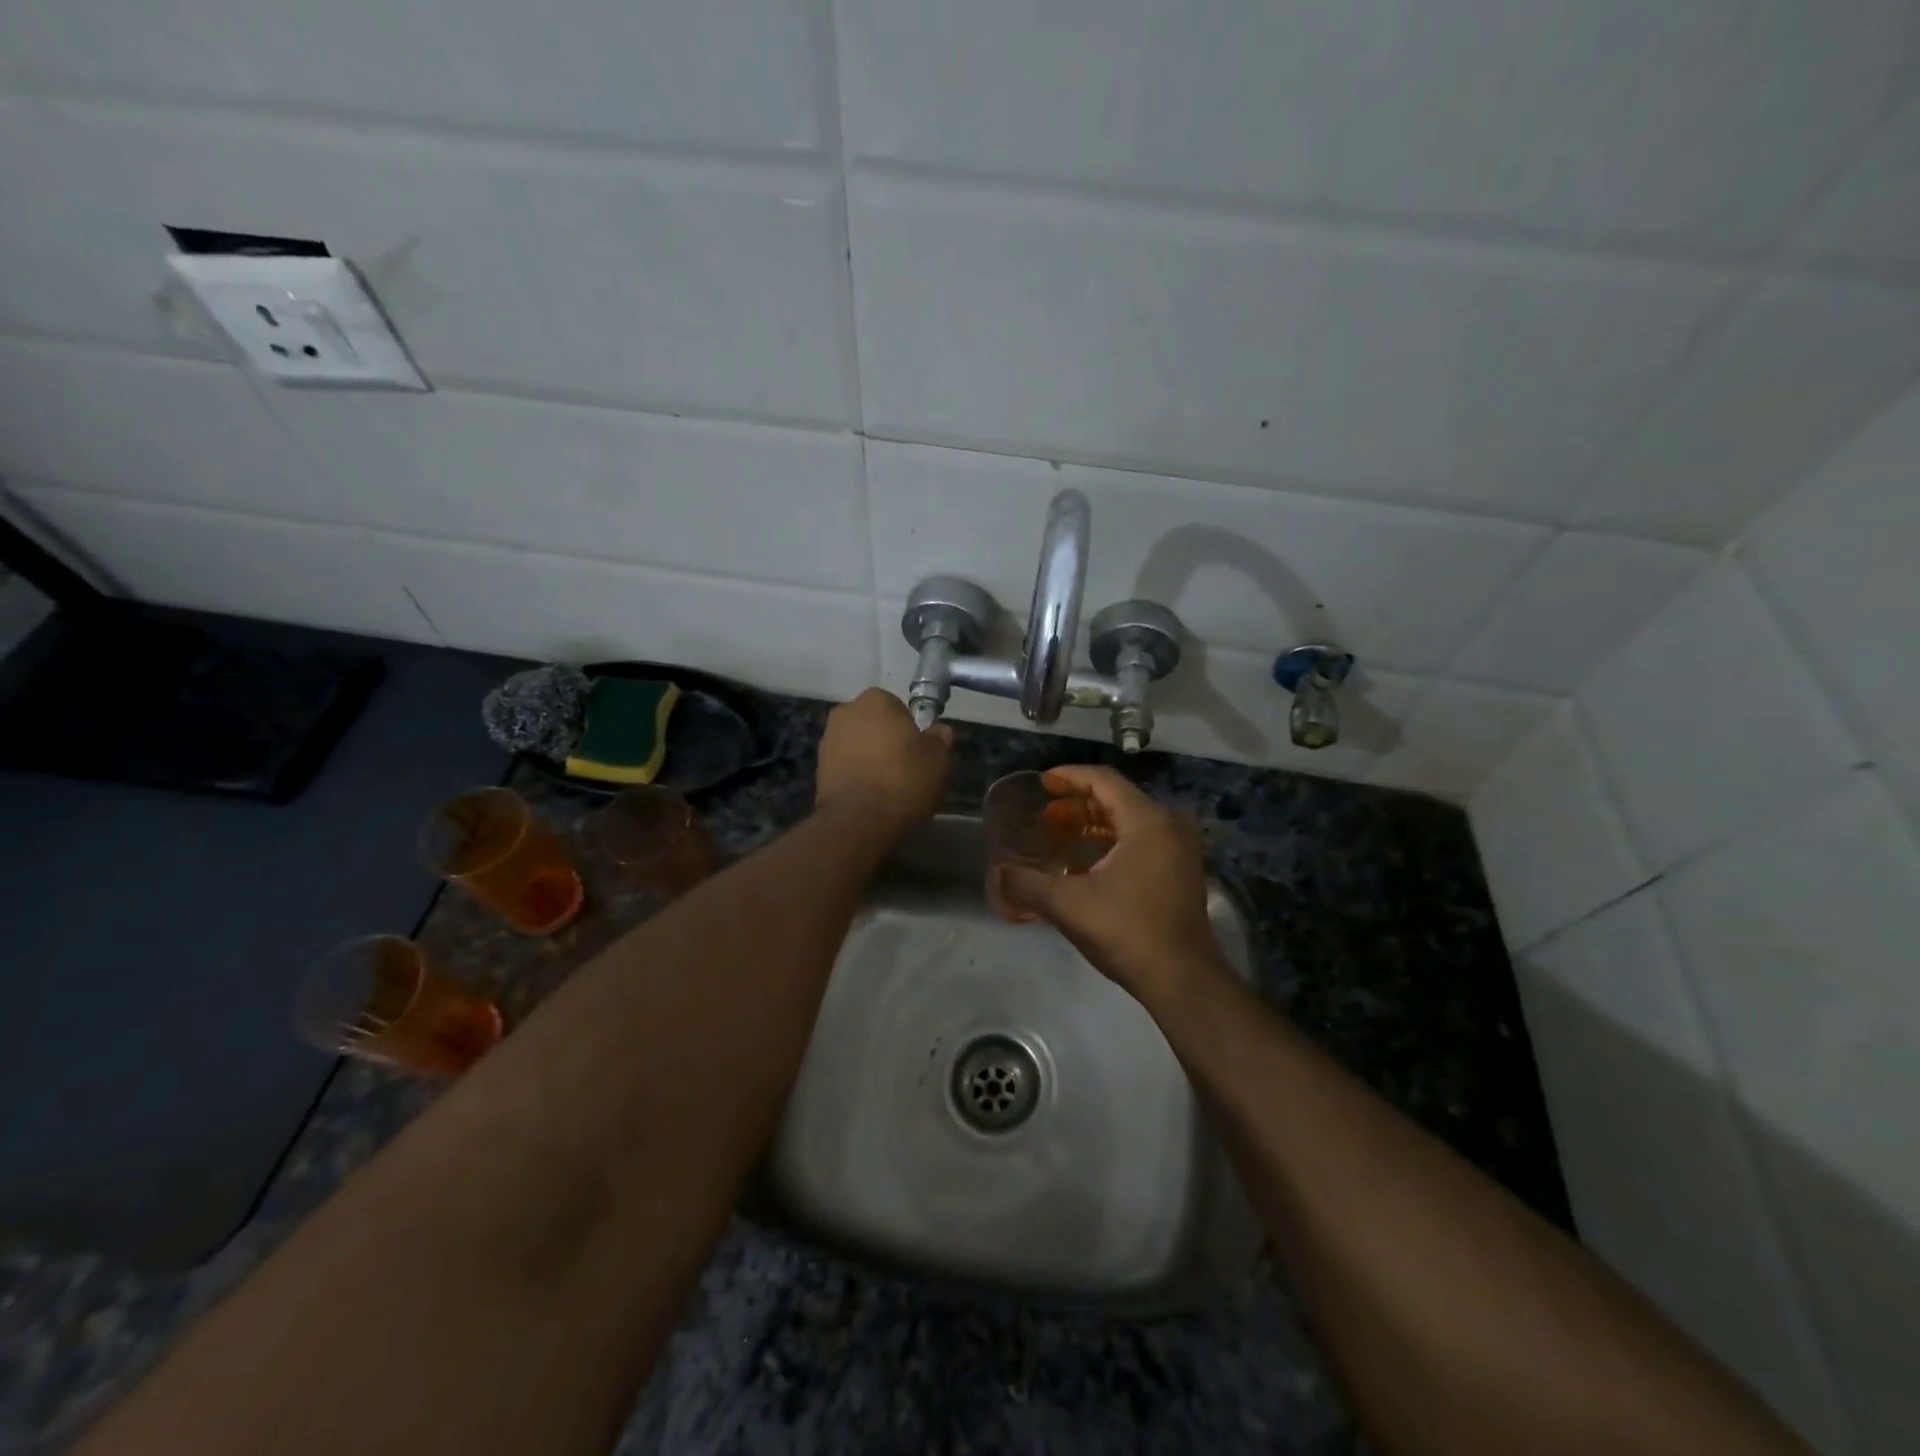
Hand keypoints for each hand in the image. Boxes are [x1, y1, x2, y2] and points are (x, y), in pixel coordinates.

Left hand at [816, 689, 952, 828]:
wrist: (859, 819)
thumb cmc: (904, 780)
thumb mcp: (938, 760)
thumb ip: (939, 741)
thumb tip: (940, 731)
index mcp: (877, 700)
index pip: (898, 708)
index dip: (910, 729)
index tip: (918, 751)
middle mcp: (846, 712)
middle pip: (874, 724)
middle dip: (886, 740)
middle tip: (905, 767)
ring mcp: (828, 740)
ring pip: (857, 745)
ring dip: (869, 758)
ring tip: (887, 786)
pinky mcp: (818, 768)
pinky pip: (845, 766)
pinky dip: (856, 775)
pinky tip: (870, 795)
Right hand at [1001, 766, 1224, 1008]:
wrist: (1183, 980)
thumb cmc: (1127, 930)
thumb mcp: (1068, 905)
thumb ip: (1026, 885)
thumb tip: (997, 876)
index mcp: (1147, 821)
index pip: (1103, 781)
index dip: (1069, 777)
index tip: (1042, 783)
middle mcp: (1168, 827)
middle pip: (1118, 798)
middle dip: (1078, 803)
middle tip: (1045, 814)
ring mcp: (1179, 851)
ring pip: (1130, 822)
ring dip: (1094, 824)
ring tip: (1060, 835)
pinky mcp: (1180, 873)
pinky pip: (1142, 842)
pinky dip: (1112, 843)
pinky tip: (1086, 864)